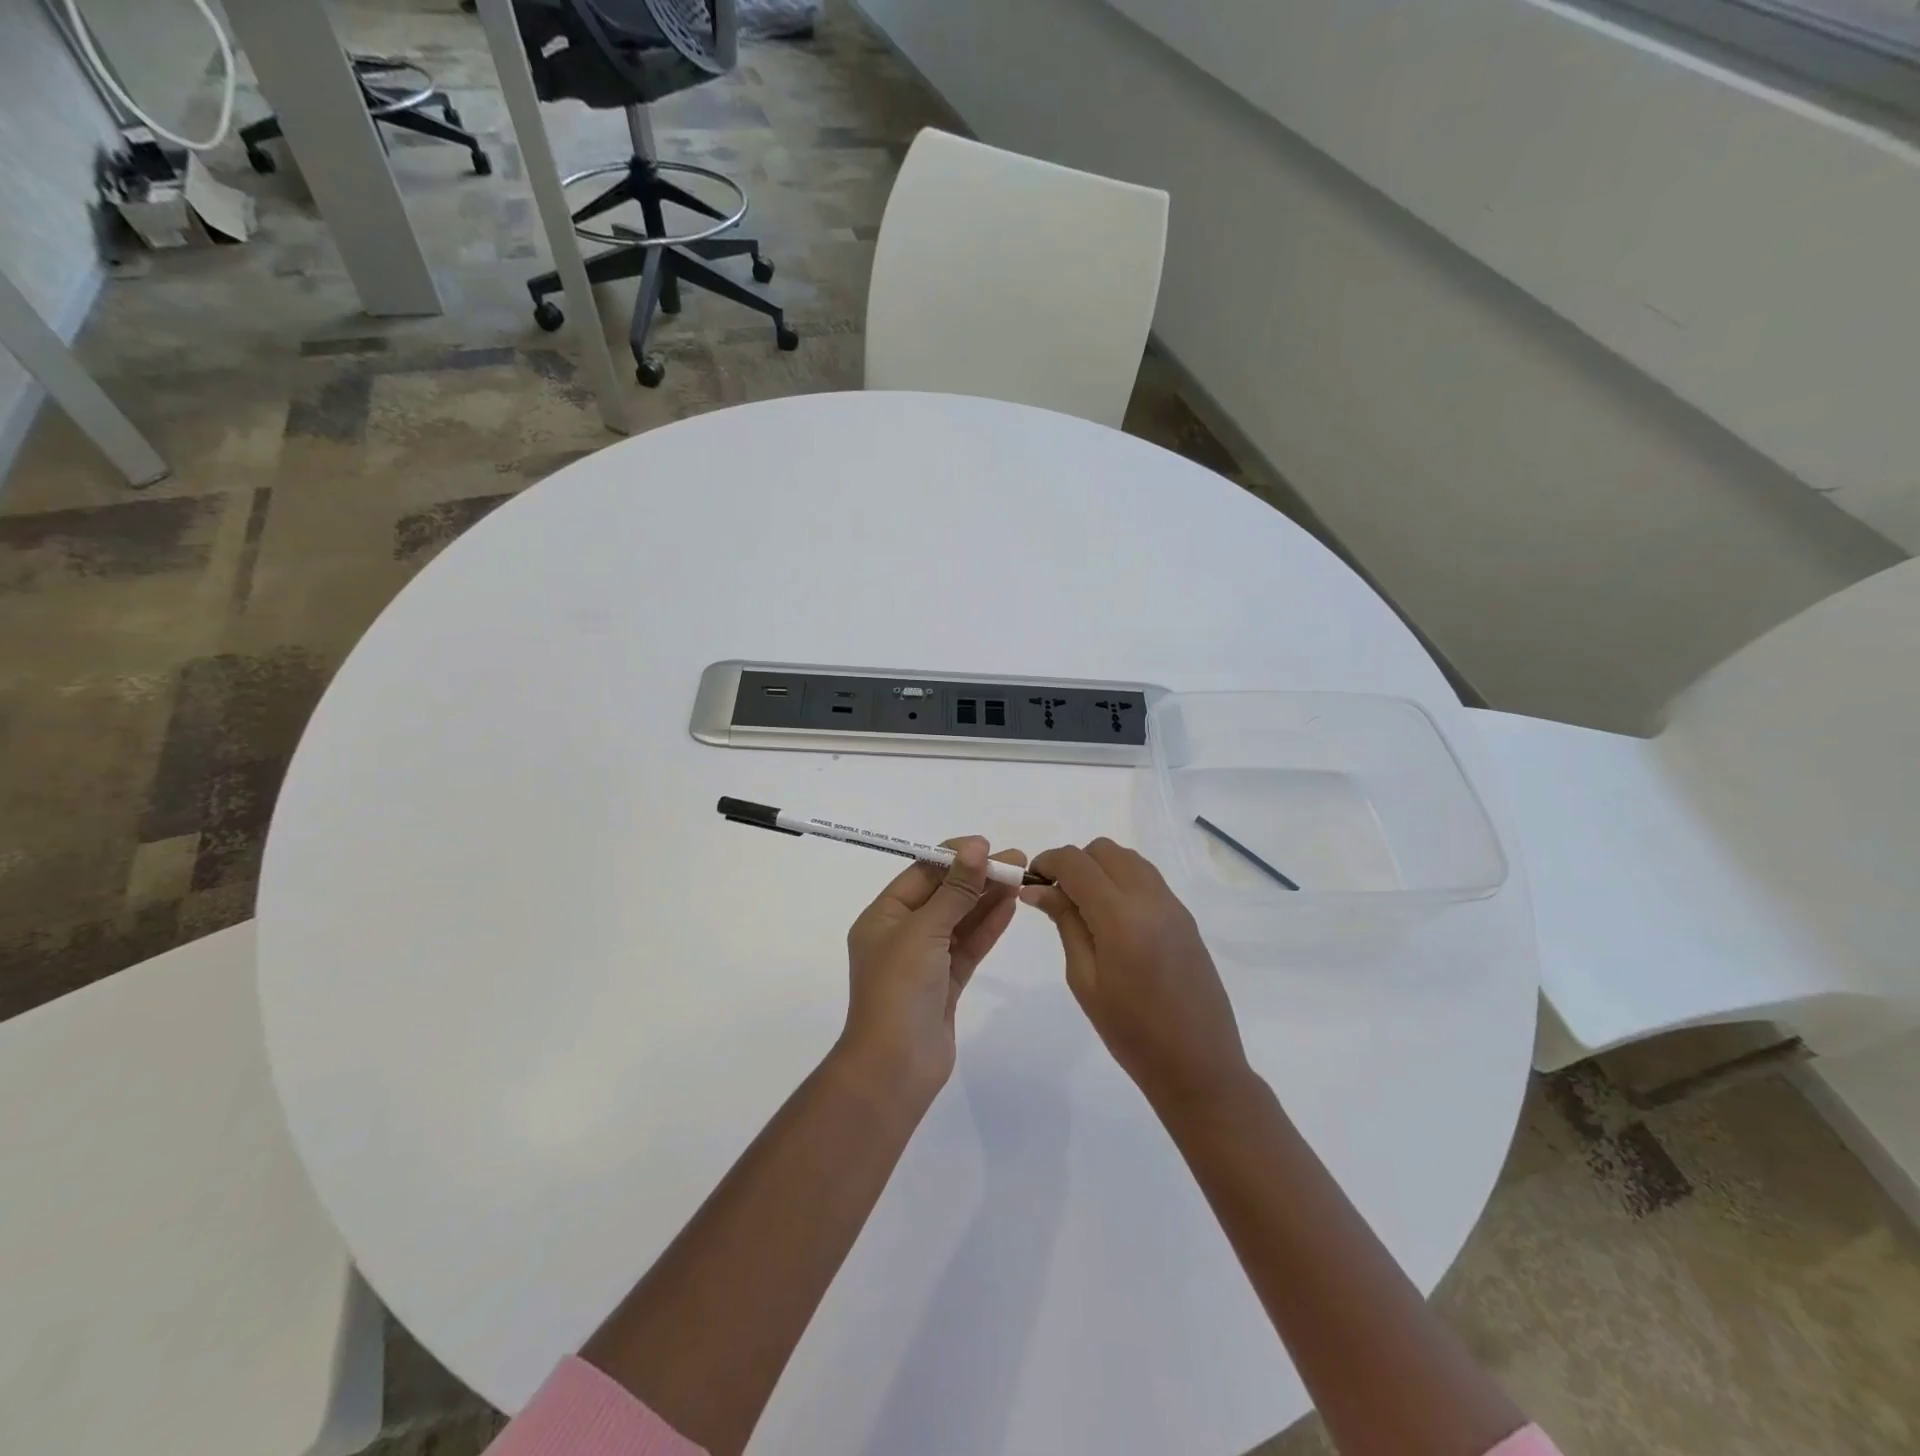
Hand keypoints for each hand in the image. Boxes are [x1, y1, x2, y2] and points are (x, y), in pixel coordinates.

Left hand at [840, 837, 1026, 1098]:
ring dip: (987, 899)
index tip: (987, 845)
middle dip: (977, 876)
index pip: (920, 874)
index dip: (954, 857)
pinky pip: (968, 946)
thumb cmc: (899, 988)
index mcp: (883, 916)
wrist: (895, 1066)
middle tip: (1017, 860)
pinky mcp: (945, 983)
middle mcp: (901, 934)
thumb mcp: (924, 930)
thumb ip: (954, 890)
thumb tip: (975, 847)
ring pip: (959, 920)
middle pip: (943, 895)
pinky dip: (987, 927)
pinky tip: (1010, 907)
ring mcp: (924, 960)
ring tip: (1020, 877)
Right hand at [1023, 838, 1250, 1107]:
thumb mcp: (1084, 979)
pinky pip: (1148, 879)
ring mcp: (1173, 906)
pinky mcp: (1185, 918)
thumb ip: (1065, 923)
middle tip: (1057, 897)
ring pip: (1128, 859)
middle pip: (1104, 850)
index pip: (1076, 862)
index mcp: (1120, 915)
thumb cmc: (1131, 1032)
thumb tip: (1038, 889)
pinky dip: (1123, 882)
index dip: (1047, 862)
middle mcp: (1150, 898)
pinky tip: (1114, 920)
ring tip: (1085, 908)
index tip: (1031, 882)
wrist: (1198, 1065)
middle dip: (1075, 863)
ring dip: (1100, 869)